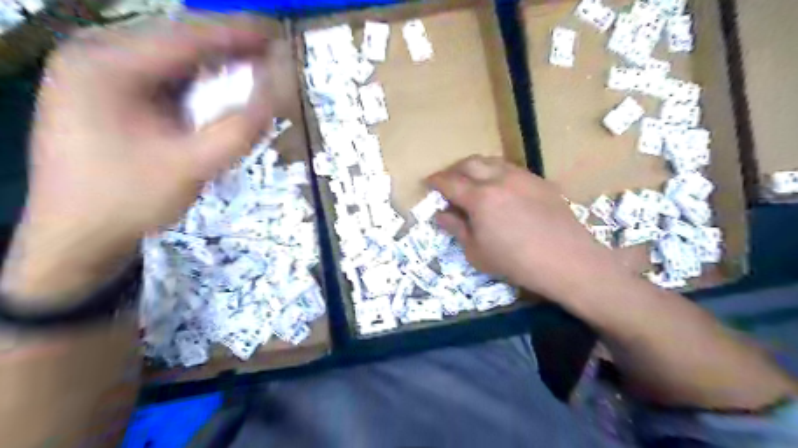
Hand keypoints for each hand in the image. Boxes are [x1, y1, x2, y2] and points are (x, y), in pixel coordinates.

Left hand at [1, 15, 274, 306]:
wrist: (77, 238)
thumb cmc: (130, 201)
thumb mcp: (193, 166)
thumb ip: (241, 127)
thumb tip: (278, 90)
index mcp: (106, 64)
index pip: (188, 37)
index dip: (239, 33)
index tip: (280, 34)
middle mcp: (97, 57)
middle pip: (180, 43)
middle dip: (231, 49)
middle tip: (275, 55)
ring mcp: (100, 75)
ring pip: (175, 61)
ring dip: (217, 66)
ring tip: (257, 70)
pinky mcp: (109, 96)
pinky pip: (165, 80)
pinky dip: (200, 85)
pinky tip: (222, 91)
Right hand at [427, 156, 625, 298]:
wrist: (566, 259)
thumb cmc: (515, 261)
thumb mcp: (476, 251)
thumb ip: (456, 228)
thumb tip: (440, 213)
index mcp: (479, 197)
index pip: (450, 182)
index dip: (435, 181)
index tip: (428, 182)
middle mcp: (499, 178)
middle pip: (469, 163)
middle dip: (453, 169)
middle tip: (447, 180)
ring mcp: (521, 176)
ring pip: (491, 160)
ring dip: (475, 166)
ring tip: (471, 179)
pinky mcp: (539, 180)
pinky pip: (510, 168)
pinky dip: (496, 171)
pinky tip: (499, 185)